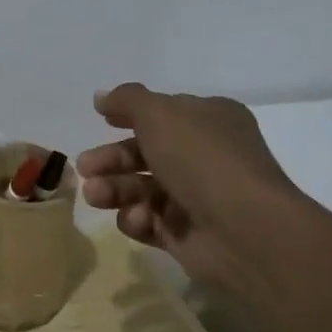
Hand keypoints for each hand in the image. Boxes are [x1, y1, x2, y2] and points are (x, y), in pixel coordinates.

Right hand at [76, 84, 297, 286]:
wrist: (245, 231)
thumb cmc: (202, 159)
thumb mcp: (159, 114)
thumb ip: (126, 100)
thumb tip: (101, 97)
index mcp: (208, 121)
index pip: (163, 113)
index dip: (130, 115)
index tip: (100, 119)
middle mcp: (204, 156)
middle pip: (144, 152)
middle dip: (111, 159)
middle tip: (85, 167)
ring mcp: (195, 197)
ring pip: (140, 188)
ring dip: (114, 189)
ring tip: (96, 195)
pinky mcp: (186, 234)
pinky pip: (149, 221)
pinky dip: (137, 219)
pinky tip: (140, 219)